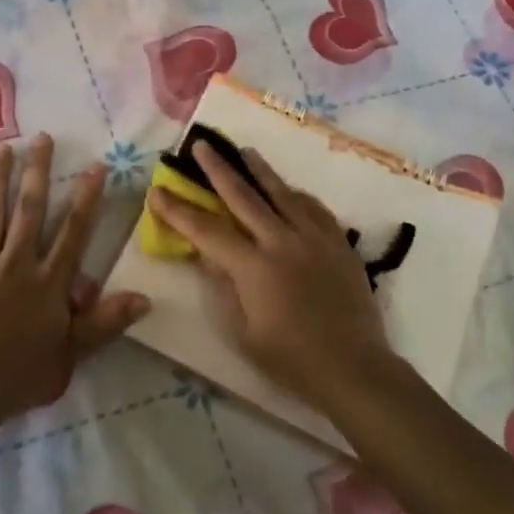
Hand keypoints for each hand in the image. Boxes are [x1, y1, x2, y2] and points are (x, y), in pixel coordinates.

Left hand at [0, 133, 148, 422]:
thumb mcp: (73, 352)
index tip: (94, 166)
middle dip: (37, 172)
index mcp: (49, 281)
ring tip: (1, 149)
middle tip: (41, 138)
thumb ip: (106, 321)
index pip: (73, 231)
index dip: (86, 198)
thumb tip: (146, 298)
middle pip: (30, 210)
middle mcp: (17, 263)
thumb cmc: (23, 373)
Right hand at [150, 142, 391, 414]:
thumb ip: (226, 289)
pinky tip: (290, 191)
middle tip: (203, 144)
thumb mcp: (244, 333)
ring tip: (245, 151)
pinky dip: (297, 196)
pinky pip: (314, 209)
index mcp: (254, 268)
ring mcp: (314, 239)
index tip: (158, 191)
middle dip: (218, 169)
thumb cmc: (292, 361)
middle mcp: (282, 242)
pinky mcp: (339, 244)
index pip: (207, 231)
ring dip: (260, 170)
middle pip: (244, 197)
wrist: (355, 368)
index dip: (179, 211)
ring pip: (282, 193)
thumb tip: (211, 256)